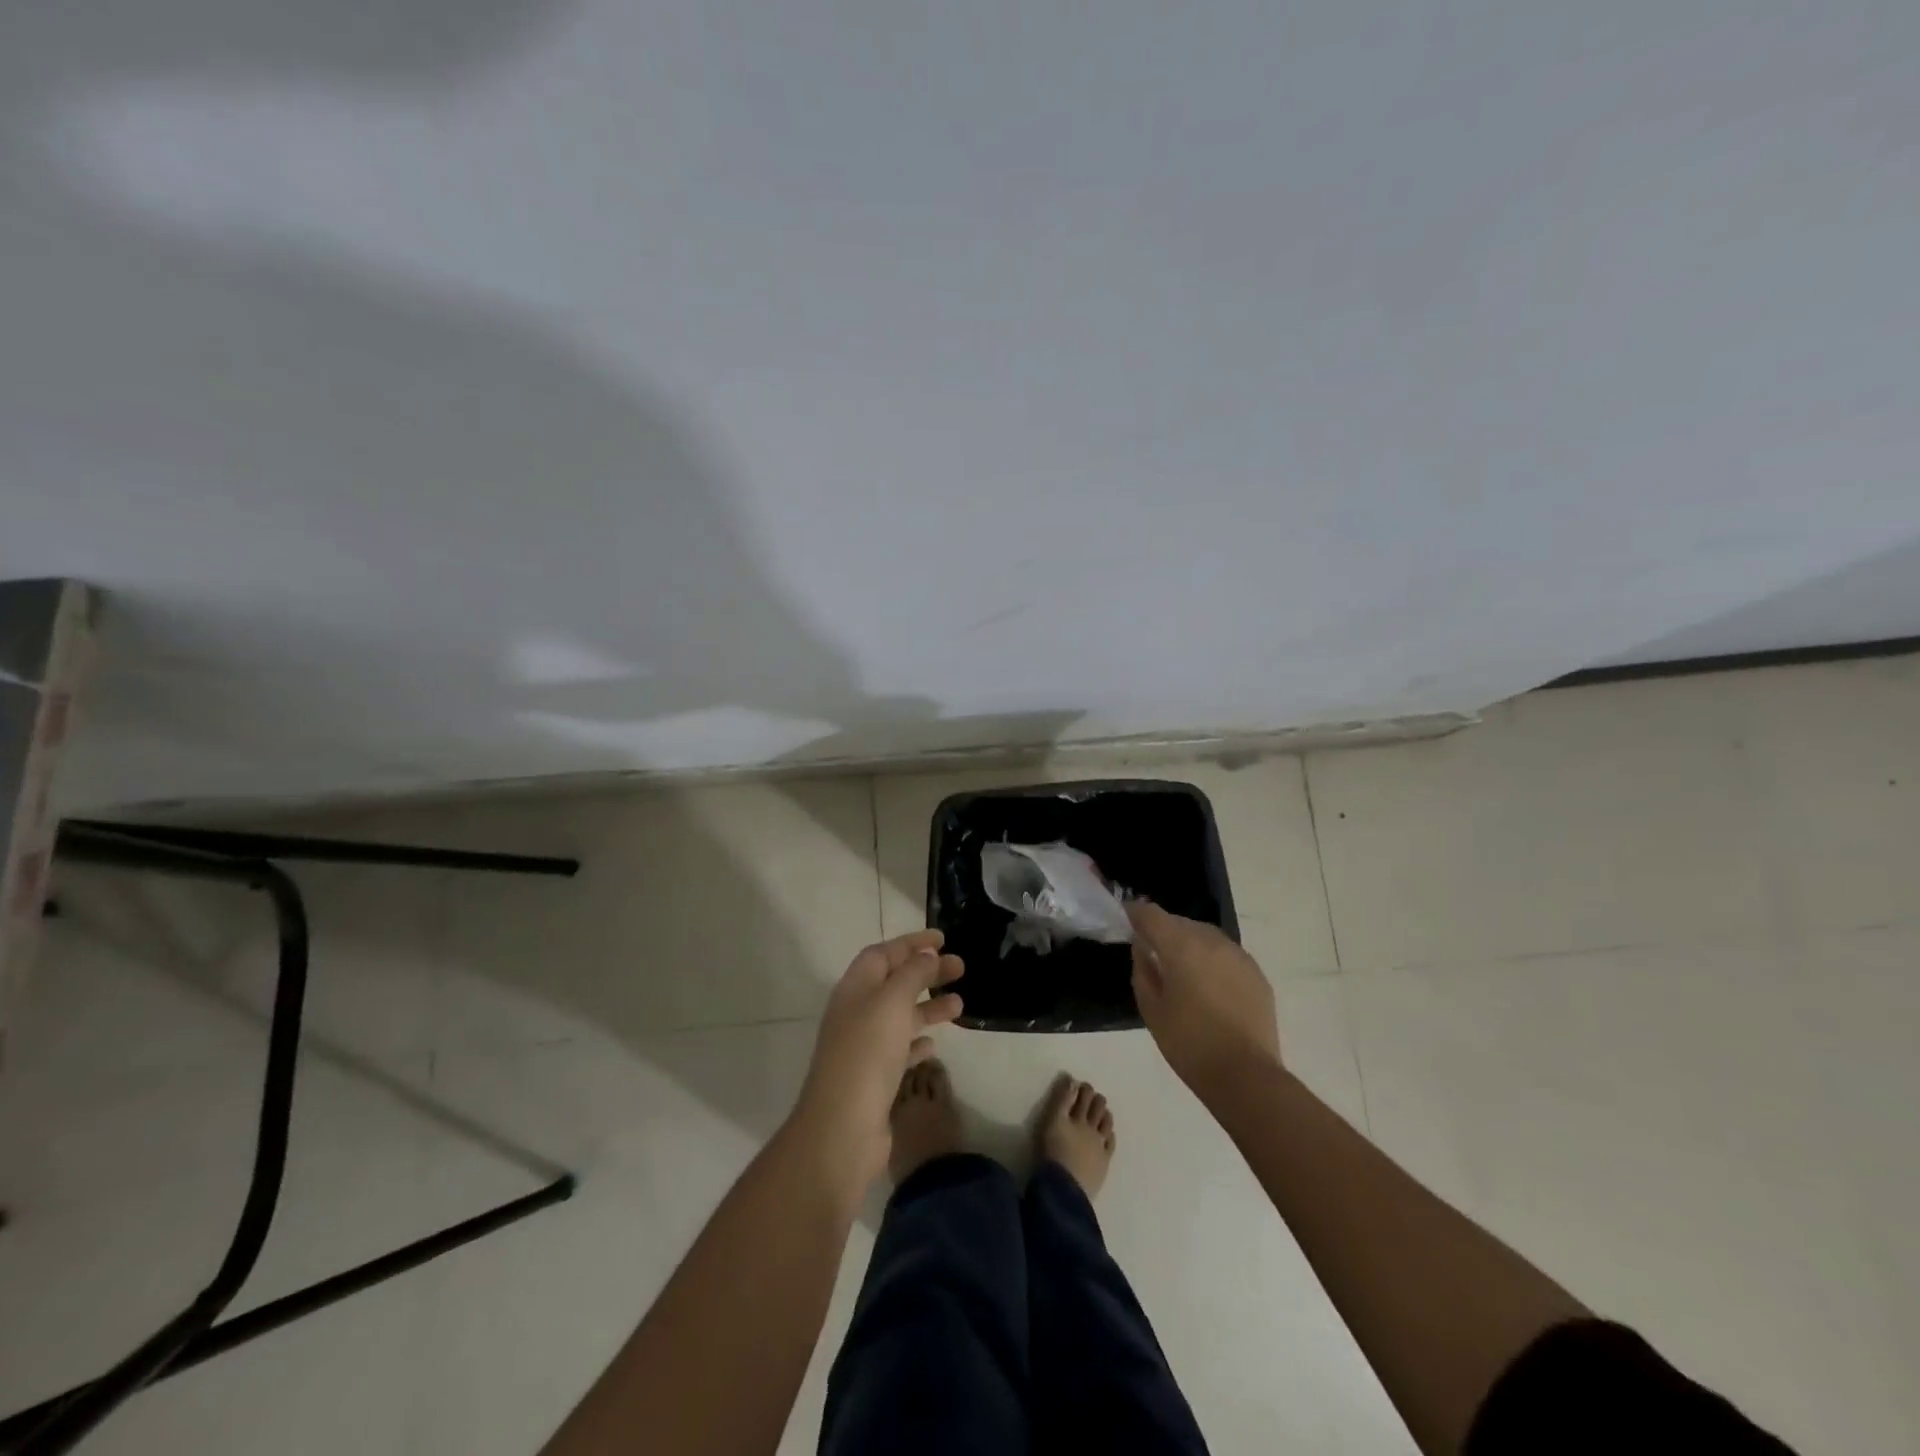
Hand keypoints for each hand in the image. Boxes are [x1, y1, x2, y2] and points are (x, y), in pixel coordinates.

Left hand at [790, 930, 963, 1192]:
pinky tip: (934, 1044)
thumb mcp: (892, 1001)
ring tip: (960, 1005)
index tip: (942, 938)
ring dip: (929, 1006)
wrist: (842, 1127)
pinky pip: (899, 1050)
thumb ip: (912, 973)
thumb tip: (927, 954)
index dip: (912, 943)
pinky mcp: (874, 1079)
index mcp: (856, 988)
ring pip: (900, 1016)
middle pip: (895, 982)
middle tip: (961, 967)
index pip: (884, 953)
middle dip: (927, 972)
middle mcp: (857, 1013)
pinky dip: (917, 1041)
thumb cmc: (867, 1053)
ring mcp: (864, 1047)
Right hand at [1128, 902, 1279, 1100]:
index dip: (1136, 914)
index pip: (1152, 914)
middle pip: (1180, 922)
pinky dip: (1212, 960)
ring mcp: (1238, 955)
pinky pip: (1226, 954)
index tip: (1126, 920)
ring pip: (1205, 936)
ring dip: (1189, 944)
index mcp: (1181, 947)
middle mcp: (1211, 941)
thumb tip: (1143, 949)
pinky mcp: (1256, 974)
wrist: (1246, 1076)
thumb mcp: (1152, 1009)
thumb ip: (1143, 971)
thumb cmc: (1189, 1044)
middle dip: (1163, 931)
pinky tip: (1209, 985)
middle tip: (1152, 951)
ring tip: (1181, 969)